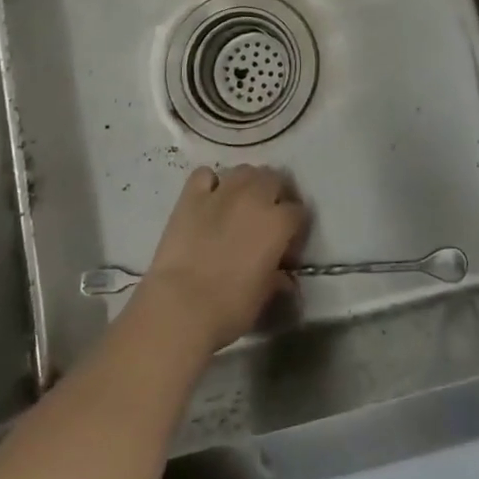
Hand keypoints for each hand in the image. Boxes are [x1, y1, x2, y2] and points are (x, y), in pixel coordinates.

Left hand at [138, 165, 307, 353]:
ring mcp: (222, 192)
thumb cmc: (229, 308)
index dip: (296, 227)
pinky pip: (205, 175)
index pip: (299, 212)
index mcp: (279, 223)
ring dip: (248, 183)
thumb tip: (284, 278)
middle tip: (268, 216)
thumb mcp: (263, 297)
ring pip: (244, 170)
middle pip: (275, 179)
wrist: (180, 306)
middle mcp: (255, 197)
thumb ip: (277, 280)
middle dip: (276, 194)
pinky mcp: (191, 195)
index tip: (288, 245)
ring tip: (242, 202)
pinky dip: (210, 183)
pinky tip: (209, 199)